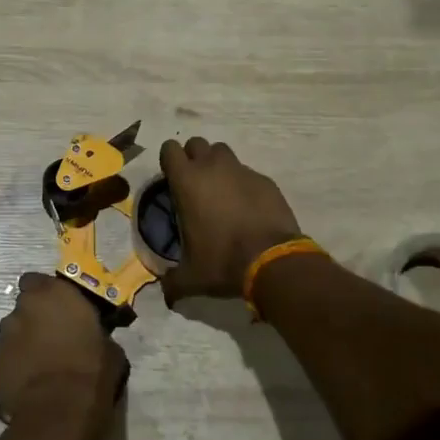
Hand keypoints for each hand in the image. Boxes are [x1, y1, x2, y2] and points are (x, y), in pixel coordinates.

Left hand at [0, 273, 127, 437]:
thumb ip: (94, 331)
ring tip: (42, 366)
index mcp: (53, 294)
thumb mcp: (108, 346)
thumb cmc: (92, 371)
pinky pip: (7, 359)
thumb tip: (93, 337)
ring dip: (25, 343)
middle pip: (25, 307)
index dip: (45, 294)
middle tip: (53, 339)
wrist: (59, 413)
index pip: (36, 280)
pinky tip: (31, 384)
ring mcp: (4, 337)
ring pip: (13, 333)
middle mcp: (23, 308)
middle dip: (36, 319)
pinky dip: (16, 366)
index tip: (59, 309)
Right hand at [158, 137, 302, 301]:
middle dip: (194, 158)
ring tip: (221, 191)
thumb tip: (166, 295)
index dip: (169, 161)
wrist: (272, 260)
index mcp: (187, 181)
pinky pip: (248, 173)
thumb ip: (173, 282)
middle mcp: (213, 167)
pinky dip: (243, 183)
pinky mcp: (265, 180)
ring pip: (223, 152)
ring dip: (218, 165)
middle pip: (197, 144)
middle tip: (196, 184)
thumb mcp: (192, 277)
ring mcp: (241, 170)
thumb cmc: (223, 261)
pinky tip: (247, 207)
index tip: (172, 180)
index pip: (169, 148)